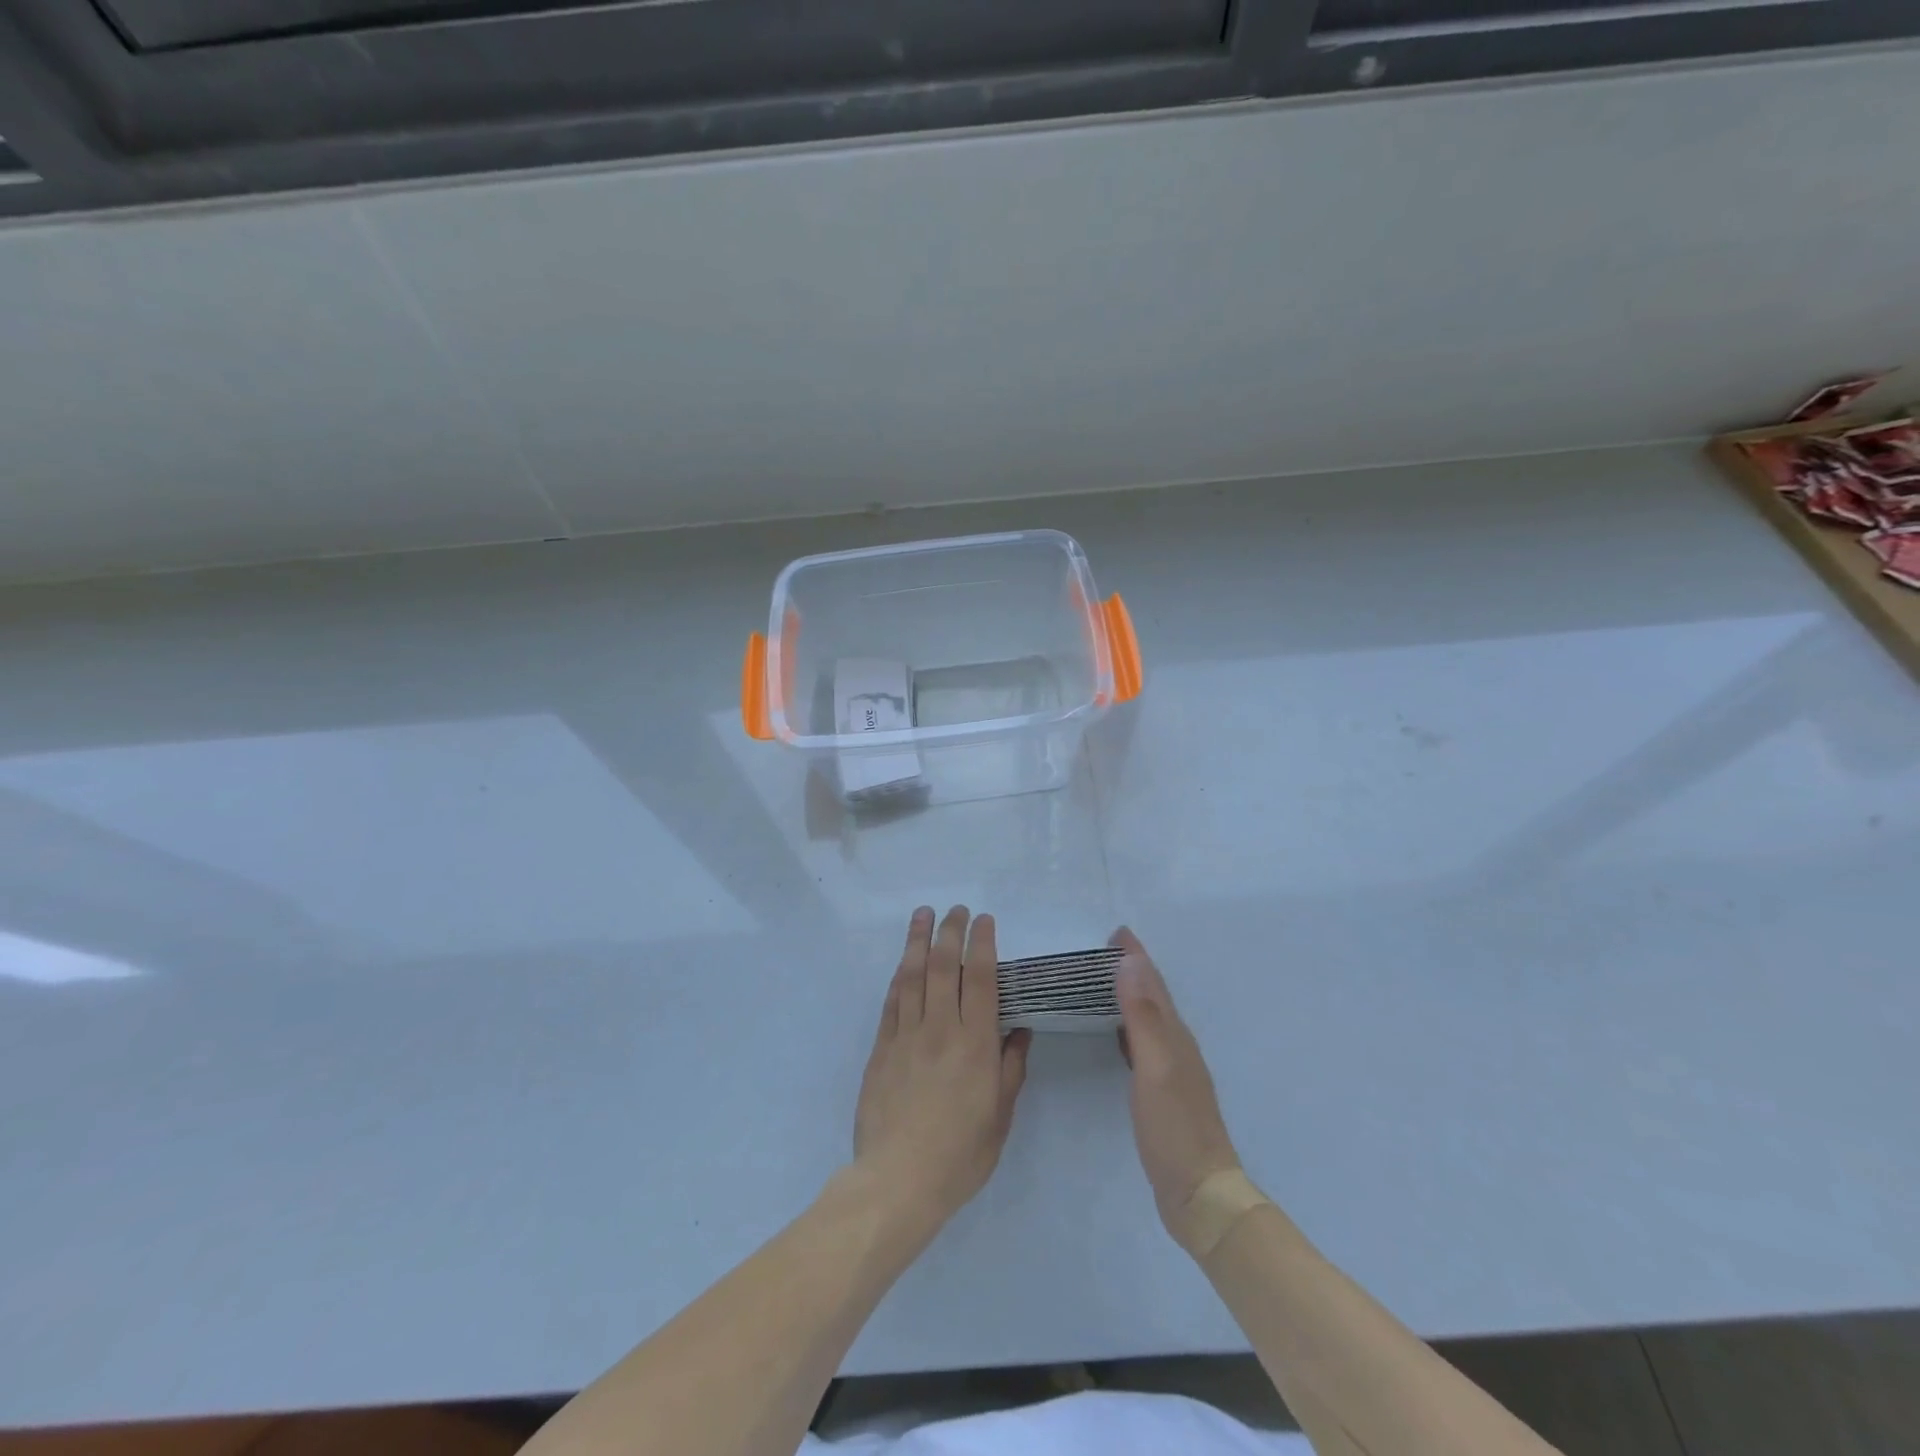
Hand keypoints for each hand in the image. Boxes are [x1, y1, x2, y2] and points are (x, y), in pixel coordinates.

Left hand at [854, 906, 1031, 1237]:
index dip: (983, 944)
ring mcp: (906, 1035)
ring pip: (913, 975)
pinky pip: (892, 1001)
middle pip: (945, 966)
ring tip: (923, 914)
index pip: (982, 979)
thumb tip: (1019, 1031)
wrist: (897, 1181)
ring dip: (919, 940)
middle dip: (951, 931)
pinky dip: (900, 976)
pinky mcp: (881, 1048)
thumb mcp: (1000, 1117)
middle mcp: (941, 1029)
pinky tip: (904, 961)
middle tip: (955, 909)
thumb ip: (1010, 1069)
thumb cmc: (960, 1155)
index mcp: (976, 1044)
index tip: (984, 919)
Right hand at [1113, 928, 1242, 1253]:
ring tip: (1106, 981)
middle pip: (1154, 997)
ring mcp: (1173, 1070)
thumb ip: (1142, 1016)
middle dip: (1133, 969)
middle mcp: (1177, 1046)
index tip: (1116, 932)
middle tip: (1105, 951)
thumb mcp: (1155, 1068)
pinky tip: (1117, 1034)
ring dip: (1132, 995)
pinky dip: (1129, 1026)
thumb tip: (1129, 963)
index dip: (1136, 957)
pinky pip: (1143, 1043)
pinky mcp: (1164, 1093)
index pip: (1153, 984)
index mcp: (1175, 1036)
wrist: (1202, 1194)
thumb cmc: (1175, 1128)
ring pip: (1150, 1019)